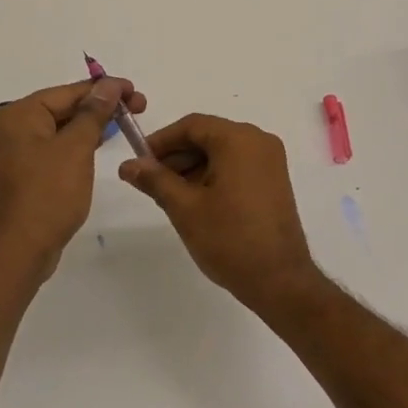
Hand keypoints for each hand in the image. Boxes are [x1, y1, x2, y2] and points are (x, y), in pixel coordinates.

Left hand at [0, 78, 146, 285]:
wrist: (17, 251)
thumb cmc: (48, 194)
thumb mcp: (76, 148)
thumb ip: (94, 113)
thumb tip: (108, 85)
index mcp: (20, 114)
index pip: (69, 92)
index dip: (106, 89)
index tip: (135, 91)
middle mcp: (13, 128)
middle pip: (64, 107)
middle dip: (101, 107)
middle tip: (138, 109)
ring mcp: (16, 152)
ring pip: (61, 129)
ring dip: (91, 125)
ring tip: (124, 124)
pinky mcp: (24, 174)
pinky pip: (55, 148)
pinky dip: (77, 145)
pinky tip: (98, 145)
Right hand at [119, 114, 320, 309]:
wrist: (280, 281)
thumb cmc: (229, 239)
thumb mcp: (184, 208)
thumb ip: (155, 180)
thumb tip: (128, 165)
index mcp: (238, 140)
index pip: (191, 125)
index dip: (161, 140)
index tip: (139, 161)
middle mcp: (258, 141)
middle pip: (207, 136)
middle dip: (176, 156)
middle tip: (150, 182)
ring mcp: (270, 161)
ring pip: (221, 152)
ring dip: (193, 167)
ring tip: (169, 196)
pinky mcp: (273, 181)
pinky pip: (236, 165)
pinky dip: (213, 175)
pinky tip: (195, 201)